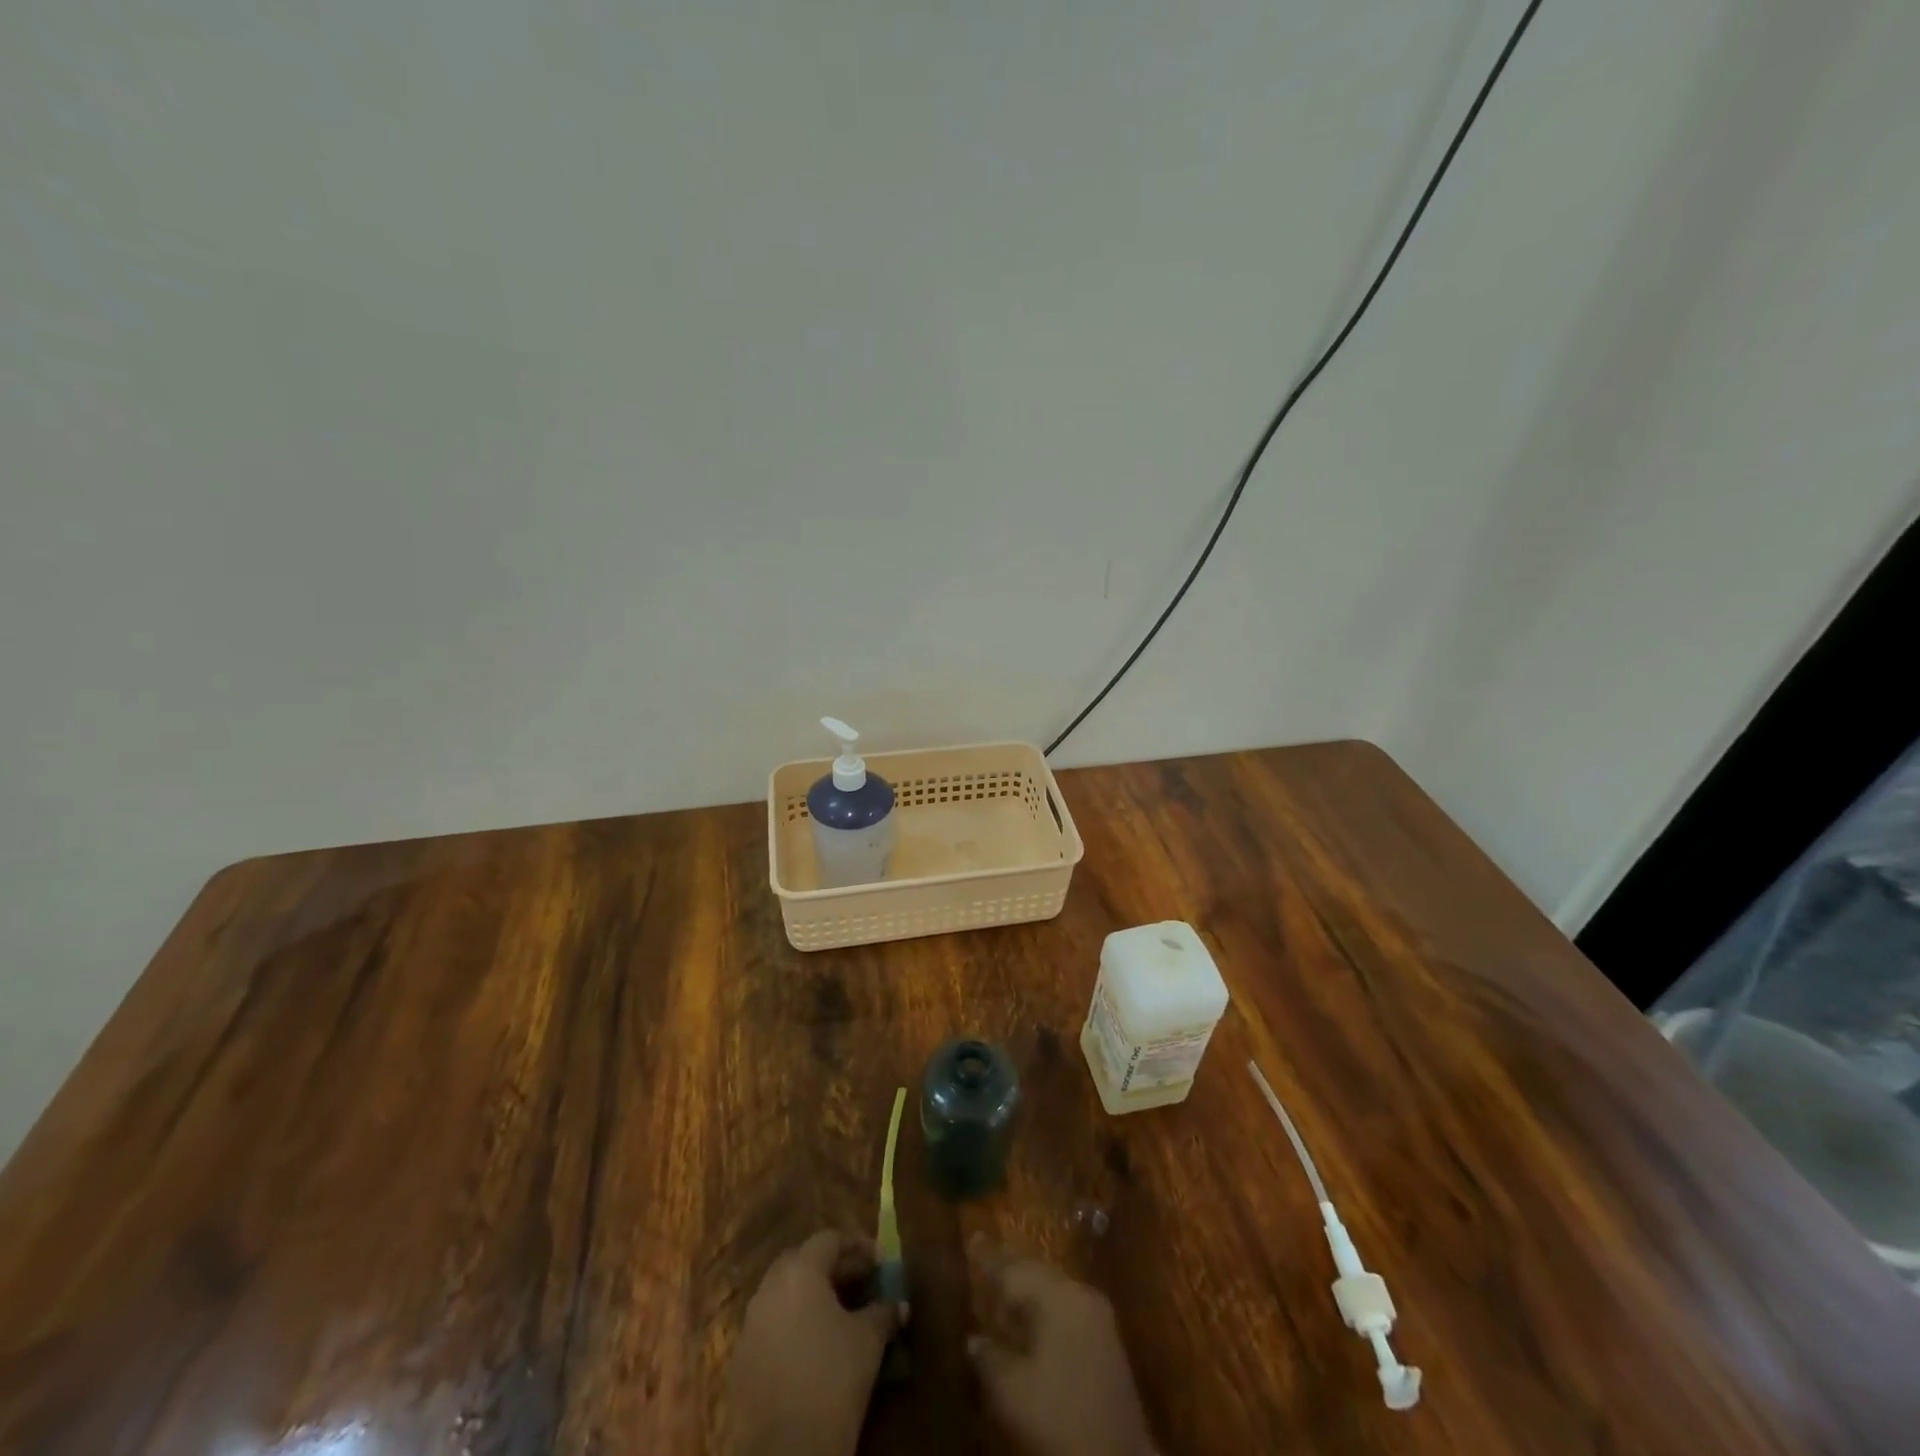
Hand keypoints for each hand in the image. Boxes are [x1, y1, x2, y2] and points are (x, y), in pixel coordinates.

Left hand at [726, 1229, 903, 1455]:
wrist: (785, 1454)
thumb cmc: (832, 1379)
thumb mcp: (868, 1341)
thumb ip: (884, 1313)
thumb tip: (900, 1305)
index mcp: (799, 1272)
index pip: (829, 1239)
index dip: (858, 1246)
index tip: (880, 1261)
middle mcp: (769, 1289)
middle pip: (802, 1261)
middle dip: (832, 1267)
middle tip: (860, 1283)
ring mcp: (750, 1326)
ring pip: (784, 1295)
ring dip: (811, 1297)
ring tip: (840, 1316)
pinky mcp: (741, 1363)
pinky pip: (771, 1327)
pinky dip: (793, 1326)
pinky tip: (814, 1349)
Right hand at [967, 1234, 1153, 1455]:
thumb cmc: (1059, 1420)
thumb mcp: (1011, 1392)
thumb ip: (988, 1357)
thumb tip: (975, 1339)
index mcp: (1060, 1296)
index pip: (1016, 1269)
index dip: (990, 1257)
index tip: (974, 1236)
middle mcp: (1082, 1295)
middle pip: (1038, 1273)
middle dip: (1010, 1270)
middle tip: (983, 1259)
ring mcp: (1099, 1319)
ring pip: (1053, 1291)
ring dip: (1027, 1292)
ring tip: (1000, 1295)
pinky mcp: (1107, 1344)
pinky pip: (1067, 1309)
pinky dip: (1044, 1311)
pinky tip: (1028, 1326)